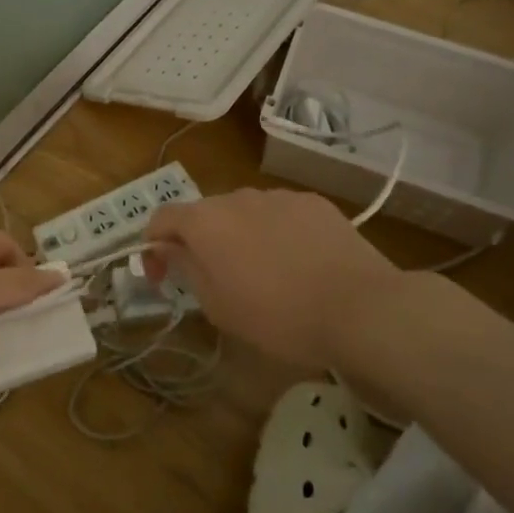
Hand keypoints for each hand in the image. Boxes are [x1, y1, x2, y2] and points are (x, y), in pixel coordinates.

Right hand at [143, 189, 409, 374]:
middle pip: (204, 214)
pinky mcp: (314, 203)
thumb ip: (185, 269)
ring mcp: (278, 196)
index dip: (152, 246)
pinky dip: (275, 233)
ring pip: (244, 212)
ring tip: (261, 272)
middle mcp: (237, 197)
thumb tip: (169, 249)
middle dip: (199, 242)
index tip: (160, 277)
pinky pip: (279, 214)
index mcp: (205, 221)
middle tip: (212, 280)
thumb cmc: (278, 316)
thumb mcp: (218, 305)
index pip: (161, 219)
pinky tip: (296, 263)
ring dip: (238, 236)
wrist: (360, 308)